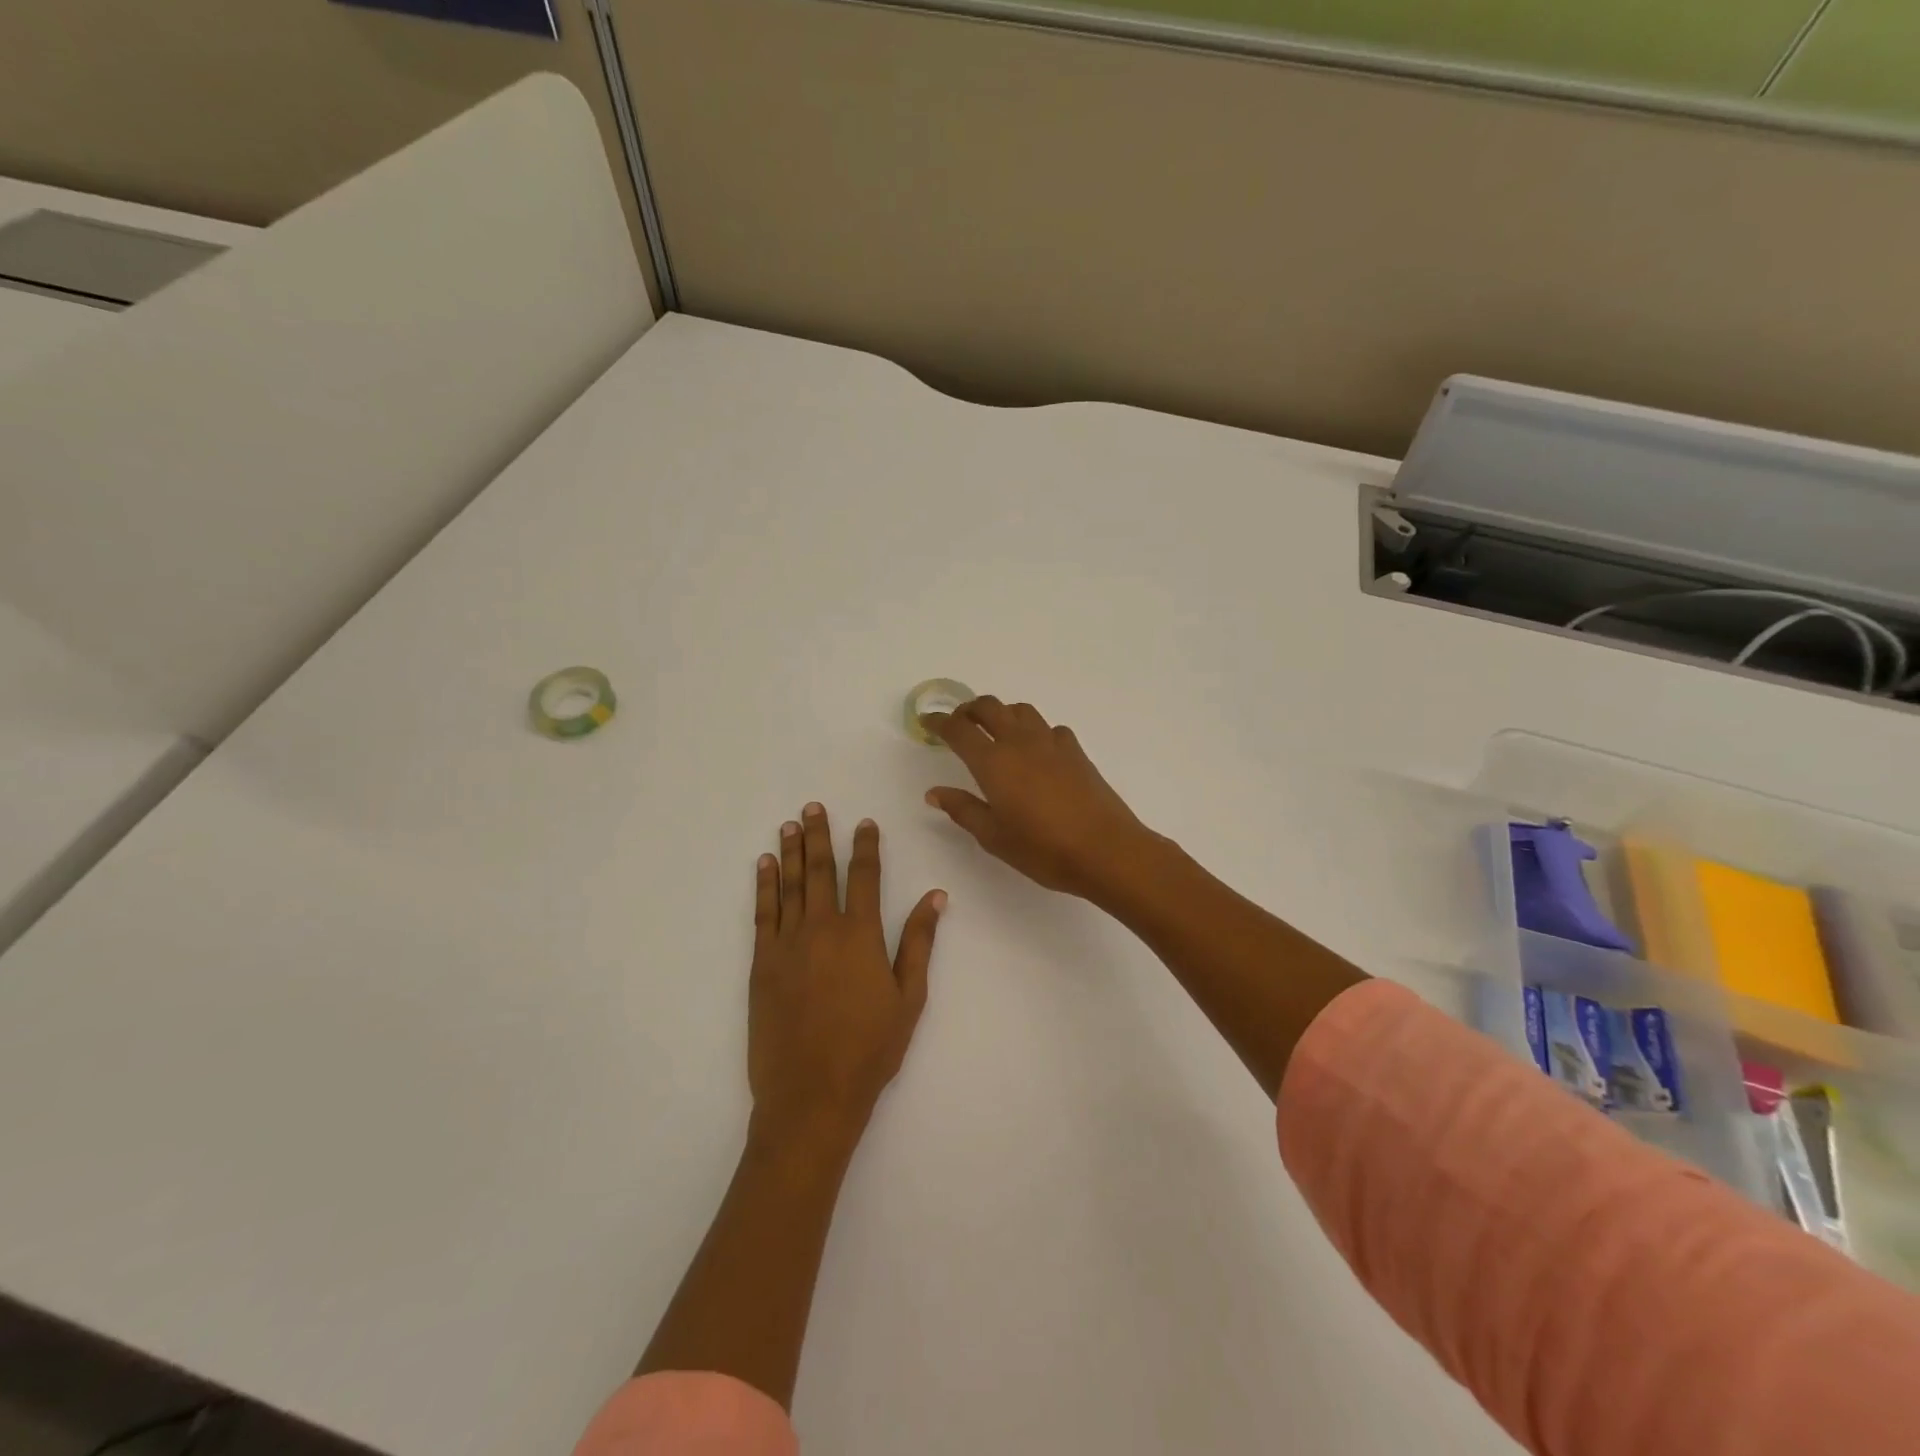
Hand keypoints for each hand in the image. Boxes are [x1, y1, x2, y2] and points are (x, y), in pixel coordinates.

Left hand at [748, 803, 944, 1160]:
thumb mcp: (908, 997)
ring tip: (790, 824)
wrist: (812, 1094)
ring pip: (789, 885)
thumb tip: (935, 896)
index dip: (865, 846)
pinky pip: (763, 913)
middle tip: (813, 807)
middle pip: (820, 871)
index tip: (865, 823)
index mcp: (861, 934)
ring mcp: (787, 944)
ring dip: (790, 852)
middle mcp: (822, 928)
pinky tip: (764, 866)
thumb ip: (919, 942)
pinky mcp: (762, 963)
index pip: (864, 877)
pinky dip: (764, 886)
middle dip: (819, 836)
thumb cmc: (870, 1049)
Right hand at [926, 696, 1161, 902]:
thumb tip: (935, 792)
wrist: (1105, 849)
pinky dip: (1034, 730)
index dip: (939, 722)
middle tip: (960, 723)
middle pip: (990, 707)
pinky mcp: (1076, 751)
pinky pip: (1049, 728)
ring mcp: (1052, 743)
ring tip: (996, 732)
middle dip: (969, 709)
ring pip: (1021, 710)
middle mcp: (1020, 742)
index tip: (927, 722)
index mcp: (993, 762)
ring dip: (1002, 713)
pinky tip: (1036, 751)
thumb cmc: (1043, 849)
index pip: (959, 730)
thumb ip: (963, 809)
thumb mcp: (994, 837)